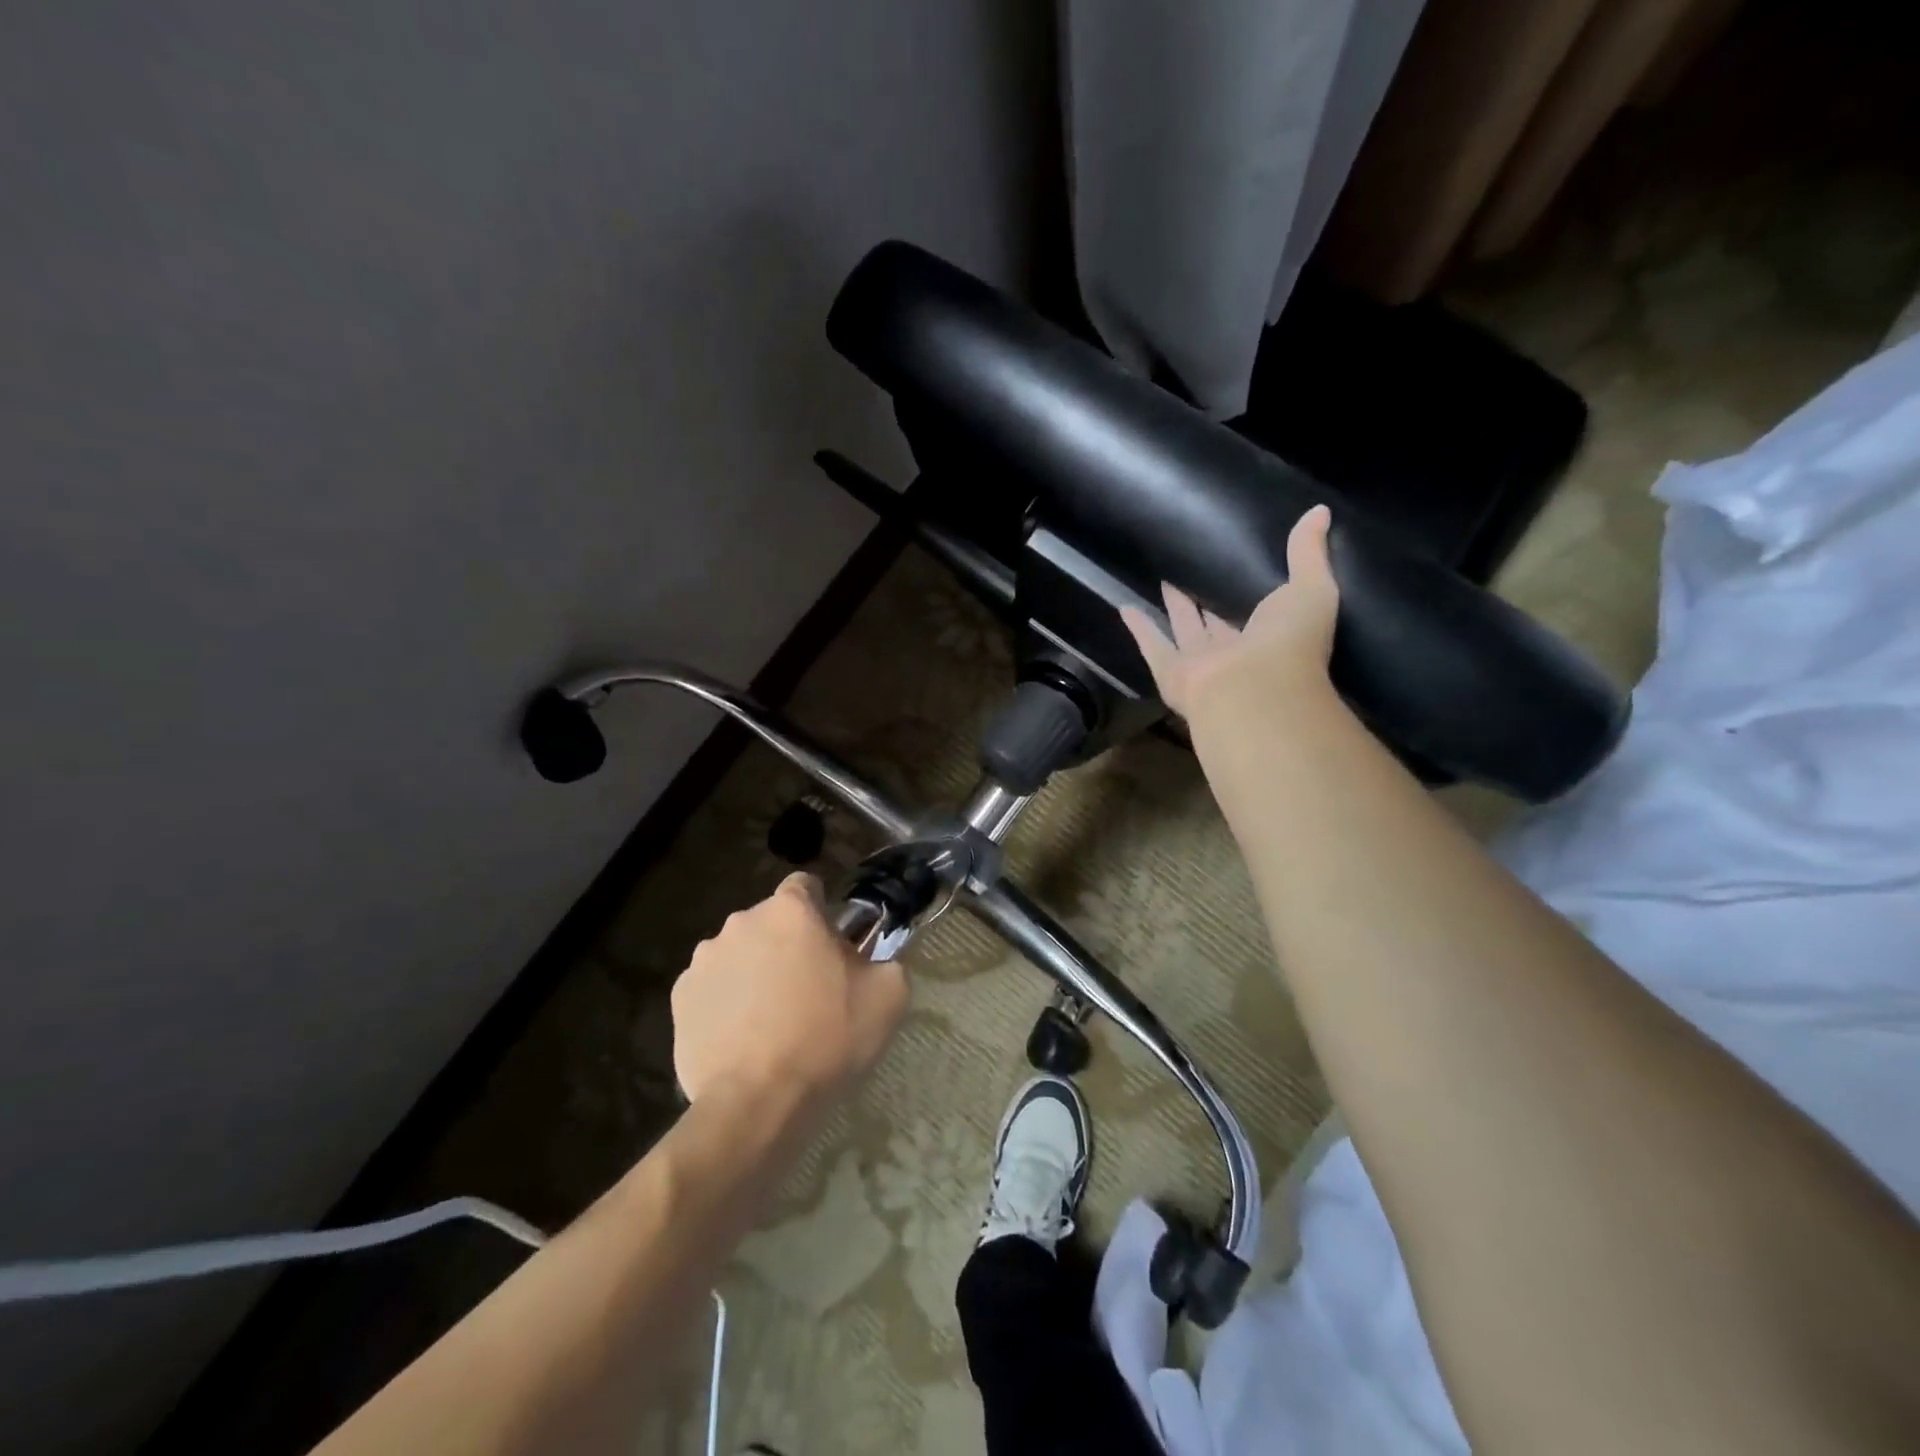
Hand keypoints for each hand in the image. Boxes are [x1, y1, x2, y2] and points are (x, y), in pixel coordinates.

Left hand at [671, 872, 908, 1105]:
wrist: (757, 1102)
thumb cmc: (827, 1038)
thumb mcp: (888, 996)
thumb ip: (886, 961)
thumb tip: (870, 961)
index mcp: (790, 910)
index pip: (806, 886)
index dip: (821, 910)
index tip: (830, 945)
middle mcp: (742, 921)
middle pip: (771, 922)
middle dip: (787, 944)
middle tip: (808, 988)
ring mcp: (704, 959)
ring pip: (739, 953)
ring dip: (754, 971)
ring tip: (770, 1019)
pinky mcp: (680, 997)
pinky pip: (711, 988)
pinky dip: (725, 1002)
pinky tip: (741, 1038)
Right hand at [1119, 504, 1339, 718]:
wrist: (1256, 691)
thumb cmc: (1289, 642)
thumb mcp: (1311, 588)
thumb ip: (1309, 554)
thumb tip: (1319, 510)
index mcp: (1271, 638)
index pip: (1257, 612)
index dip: (1245, 592)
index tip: (1234, 568)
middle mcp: (1235, 654)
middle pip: (1216, 623)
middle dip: (1206, 602)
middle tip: (1192, 574)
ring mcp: (1201, 666)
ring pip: (1184, 632)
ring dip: (1173, 609)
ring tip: (1162, 583)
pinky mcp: (1172, 673)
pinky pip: (1153, 646)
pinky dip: (1139, 628)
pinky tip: (1124, 607)